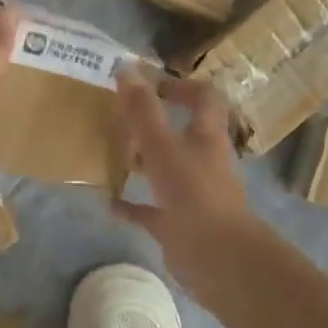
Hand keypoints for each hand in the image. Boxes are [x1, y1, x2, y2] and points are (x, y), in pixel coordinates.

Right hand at [111, 73, 266, 293]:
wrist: (218, 258)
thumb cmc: (193, 193)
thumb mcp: (162, 146)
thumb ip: (143, 110)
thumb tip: (125, 69)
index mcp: (206, 136)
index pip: (204, 98)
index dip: (181, 86)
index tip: (151, 86)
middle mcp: (203, 161)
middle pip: (182, 134)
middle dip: (154, 125)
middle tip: (120, 120)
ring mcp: (192, 194)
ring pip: (166, 170)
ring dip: (143, 162)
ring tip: (112, 154)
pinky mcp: (179, 224)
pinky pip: (152, 209)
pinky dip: (133, 205)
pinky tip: (109, 203)